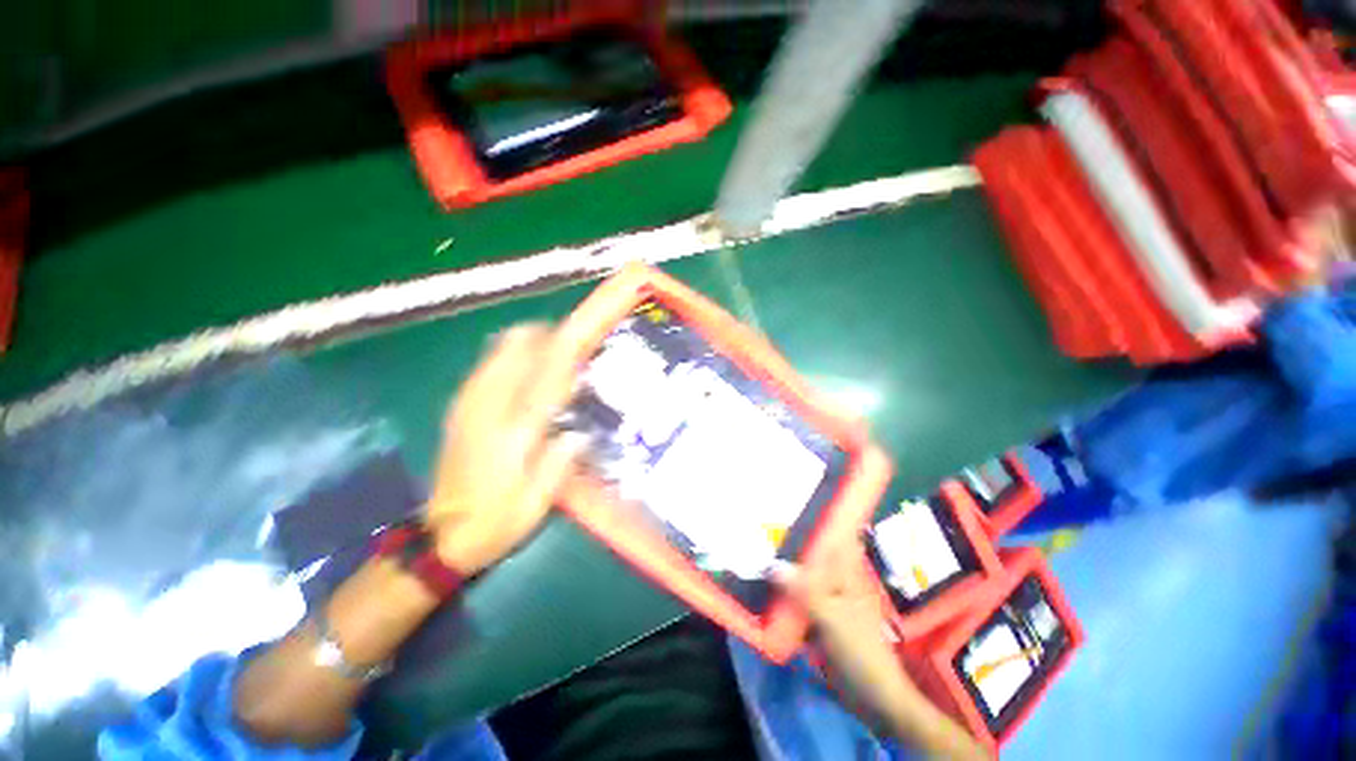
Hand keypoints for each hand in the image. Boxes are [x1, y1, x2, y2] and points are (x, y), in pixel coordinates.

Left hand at [425, 324, 585, 575]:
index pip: (539, 383)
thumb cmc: (497, 521)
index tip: (575, 336)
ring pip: (493, 358)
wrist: (441, 537)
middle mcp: (485, 414)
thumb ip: (558, 465)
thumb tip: (579, 433)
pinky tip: (513, 357)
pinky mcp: (458, 412)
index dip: (558, 354)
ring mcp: (467, 409)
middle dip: (537, 339)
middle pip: (510, 357)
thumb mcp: (535, 504)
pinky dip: (500, 355)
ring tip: (541, 339)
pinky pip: (481, 370)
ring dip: (519, 343)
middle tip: (562, 336)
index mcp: (509, 436)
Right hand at [775, 537, 990, 759]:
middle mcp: (835, 581)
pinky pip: (796, 600)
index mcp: (846, 573)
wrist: (873, 696)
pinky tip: (763, 586)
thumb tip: (772, 563)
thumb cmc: (860, 650)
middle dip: (792, 541)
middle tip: (764, 523)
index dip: (821, 518)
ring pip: (802, 577)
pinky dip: (783, 594)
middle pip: (812, 555)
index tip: (797, 500)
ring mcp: (826, 601)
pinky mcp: (817, 620)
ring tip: (757, 548)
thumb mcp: (832, 617)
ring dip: (784, 567)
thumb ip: (803, 590)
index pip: (834, 536)